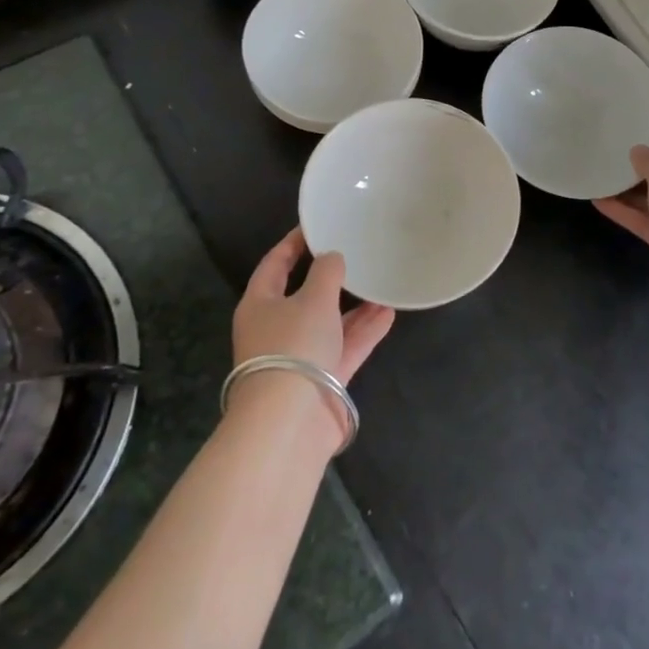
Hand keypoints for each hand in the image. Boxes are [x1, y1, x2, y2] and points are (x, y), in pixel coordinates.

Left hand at [230, 228, 393, 439]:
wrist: (290, 422)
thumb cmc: (293, 346)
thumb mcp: (313, 298)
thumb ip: (326, 272)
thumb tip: (332, 258)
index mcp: (260, 305)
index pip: (274, 265)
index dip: (293, 244)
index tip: (316, 226)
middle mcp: (276, 329)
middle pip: (304, 295)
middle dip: (331, 278)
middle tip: (356, 254)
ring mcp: (300, 356)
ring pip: (329, 322)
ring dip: (354, 306)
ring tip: (381, 282)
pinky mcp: (322, 379)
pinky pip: (346, 346)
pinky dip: (365, 330)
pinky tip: (389, 312)